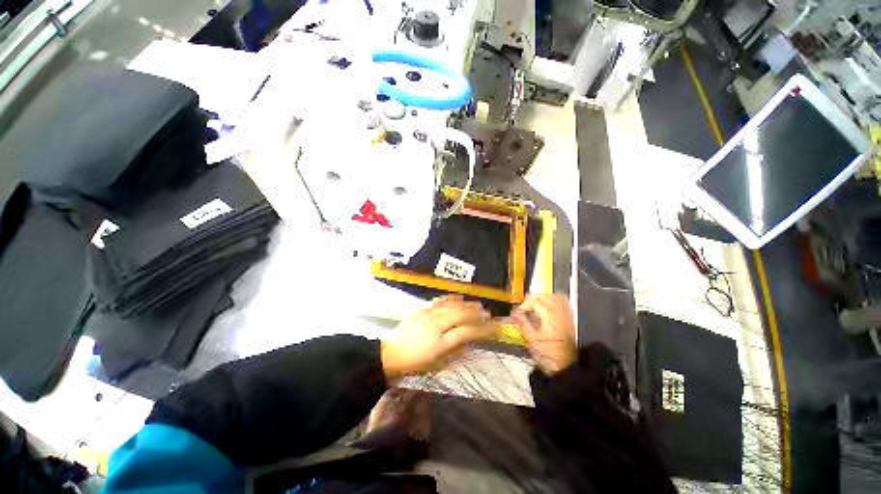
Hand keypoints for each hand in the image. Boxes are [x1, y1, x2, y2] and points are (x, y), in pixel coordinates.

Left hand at [381, 296, 491, 377]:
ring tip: (478, 304)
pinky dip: (451, 298)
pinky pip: (440, 300)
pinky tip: (459, 297)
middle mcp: (436, 325)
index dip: (482, 330)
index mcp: (440, 343)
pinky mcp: (422, 309)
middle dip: (477, 314)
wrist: (390, 352)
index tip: (494, 328)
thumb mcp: (435, 364)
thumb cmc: (414, 363)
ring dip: (467, 305)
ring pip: (452, 306)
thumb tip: (469, 343)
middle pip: (460, 315)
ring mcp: (428, 315)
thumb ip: (454, 352)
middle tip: (488, 314)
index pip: (466, 333)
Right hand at [511, 294, 576, 374]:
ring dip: (543, 299)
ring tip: (534, 306)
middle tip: (524, 308)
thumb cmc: (547, 353)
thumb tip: (515, 313)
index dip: (523, 305)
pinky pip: (562, 303)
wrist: (567, 366)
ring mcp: (566, 315)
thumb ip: (523, 322)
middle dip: (532, 299)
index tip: (516, 313)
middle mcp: (559, 311)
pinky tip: (546, 310)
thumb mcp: (531, 339)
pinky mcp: (570, 320)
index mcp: (549, 315)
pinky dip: (553, 302)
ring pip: (555, 297)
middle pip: (545, 296)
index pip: (534, 301)